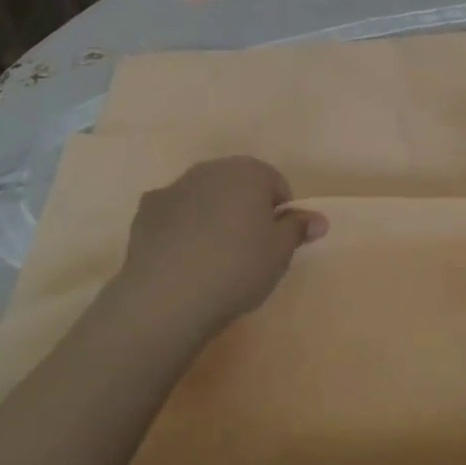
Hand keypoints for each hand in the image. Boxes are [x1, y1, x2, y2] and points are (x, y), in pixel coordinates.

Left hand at [116, 157, 326, 339]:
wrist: (167, 295)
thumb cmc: (237, 268)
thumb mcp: (280, 253)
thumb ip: (298, 229)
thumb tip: (318, 219)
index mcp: (249, 172)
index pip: (276, 184)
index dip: (279, 213)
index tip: (275, 244)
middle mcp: (211, 169)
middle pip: (237, 185)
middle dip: (244, 209)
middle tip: (248, 250)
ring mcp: (175, 186)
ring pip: (204, 196)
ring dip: (212, 216)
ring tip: (213, 258)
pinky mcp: (147, 210)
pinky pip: (174, 214)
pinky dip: (181, 228)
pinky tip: (182, 258)